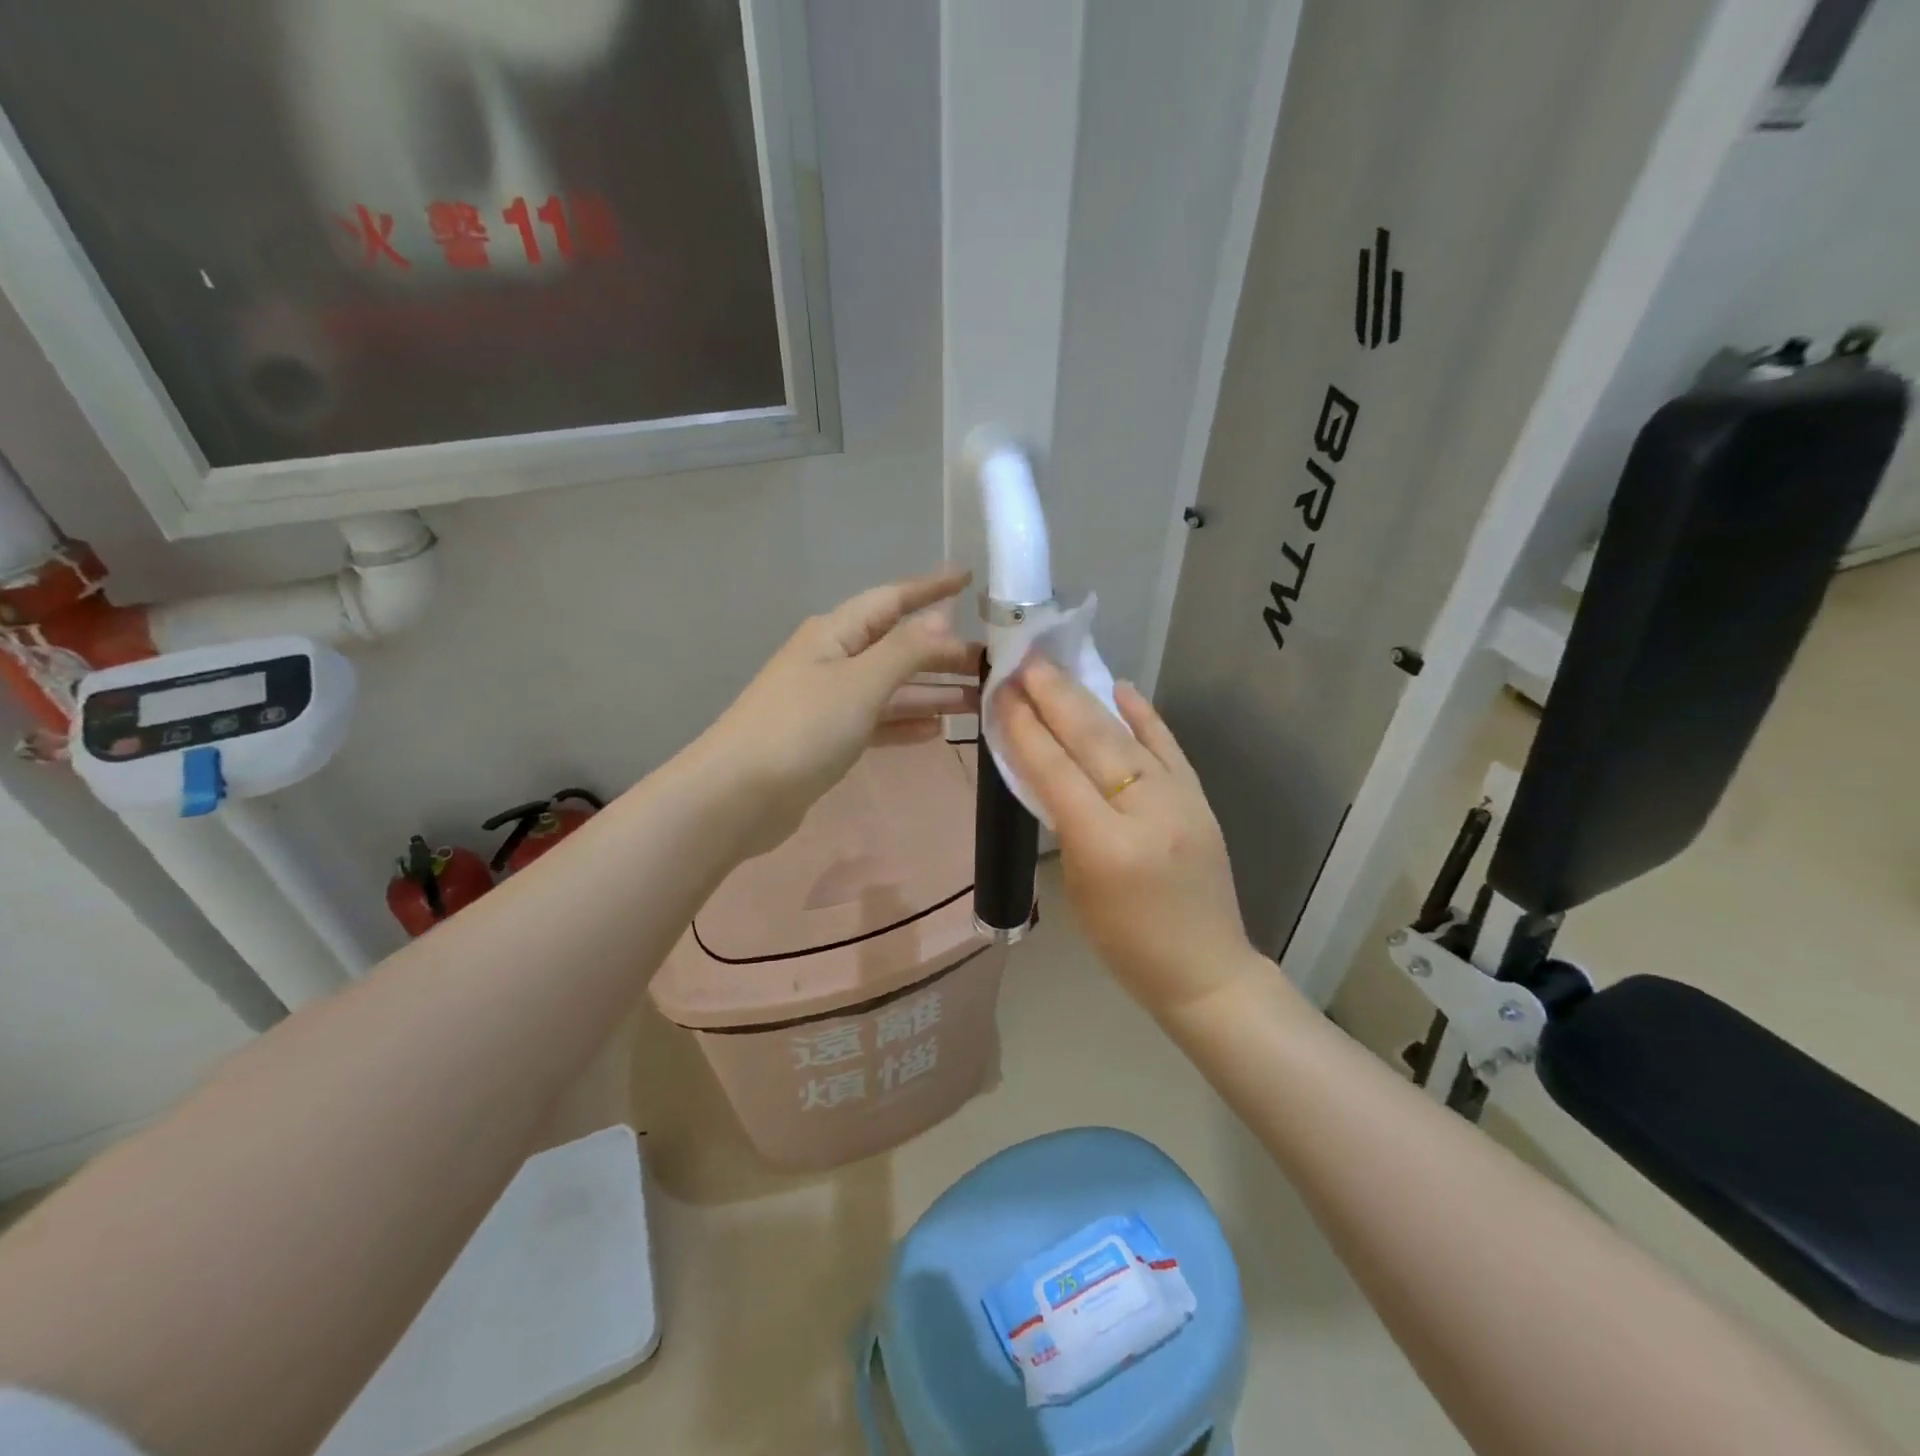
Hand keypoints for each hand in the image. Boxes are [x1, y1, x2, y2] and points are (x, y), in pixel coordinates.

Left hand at [696, 568, 980, 854]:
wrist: (737, 796)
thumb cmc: (801, 729)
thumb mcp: (860, 683)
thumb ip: (905, 650)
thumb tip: (942, 617)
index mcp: (836, 633)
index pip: (892, 600)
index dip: (930, 587)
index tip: (968, 577)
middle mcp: (833, 660)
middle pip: (897, 647)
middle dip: (944, 653)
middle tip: (993, 663)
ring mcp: (828, 701)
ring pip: (891, 687)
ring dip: (933, 691)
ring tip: (979, 700)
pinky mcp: (827, 739)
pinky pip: (877, 722)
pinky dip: (905, 722)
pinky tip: (936, 731)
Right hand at [997, 658, 1258, 1014]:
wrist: (1205, 969)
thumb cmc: (1124, 943)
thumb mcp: (1078, 885)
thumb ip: (1063, 821)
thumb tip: (1046, 764)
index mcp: (1104, 846)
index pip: (1056, 772)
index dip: (1024, 729)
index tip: (1001, 692)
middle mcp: (1145, 812)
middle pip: (1092, 742)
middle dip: (1054, 697)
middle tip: (1025, 663)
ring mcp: (1180, 800)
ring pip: (1127, 736)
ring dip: (1088, 697)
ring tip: (1057, 667)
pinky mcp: (1200, 797)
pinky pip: (1168, 746)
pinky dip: (1143, 715)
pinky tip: (1120, 688)